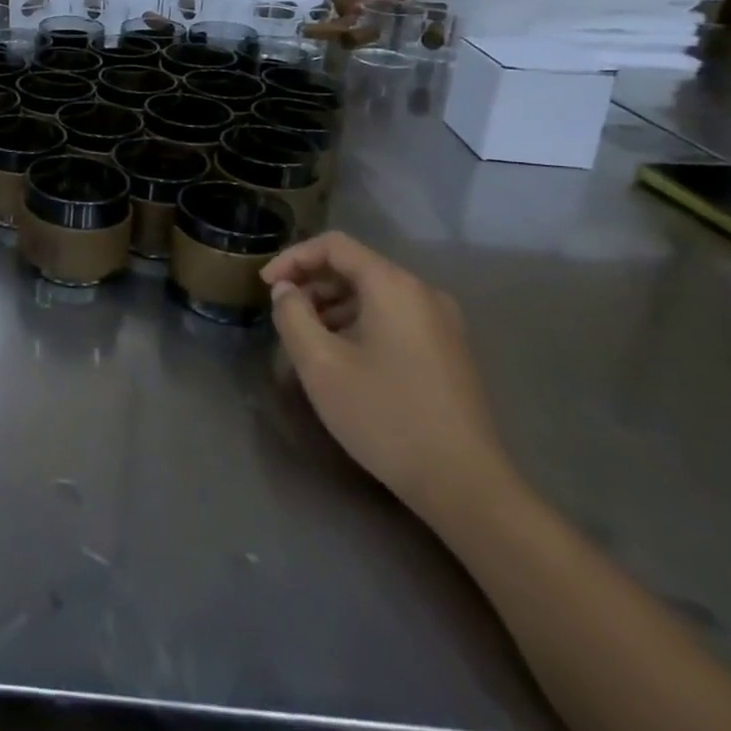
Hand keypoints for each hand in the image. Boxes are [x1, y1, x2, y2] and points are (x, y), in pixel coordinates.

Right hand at [263, 231, 515, 526]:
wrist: (464, 485)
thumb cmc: (384, 415)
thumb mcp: (319, 362)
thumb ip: (292, 314)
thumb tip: (286, 290)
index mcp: (394, 287)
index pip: (334, 245)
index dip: (292, 258)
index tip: (265, 286)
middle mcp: (423, 294)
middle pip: (356, 266)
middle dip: (312, 283)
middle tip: (283, 313)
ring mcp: (442, 323)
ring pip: (374, 294)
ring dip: (333, 305)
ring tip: (307, 337)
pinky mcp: (448, 351)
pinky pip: (393, 317)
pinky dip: (359, 322)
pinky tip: (342, 356)